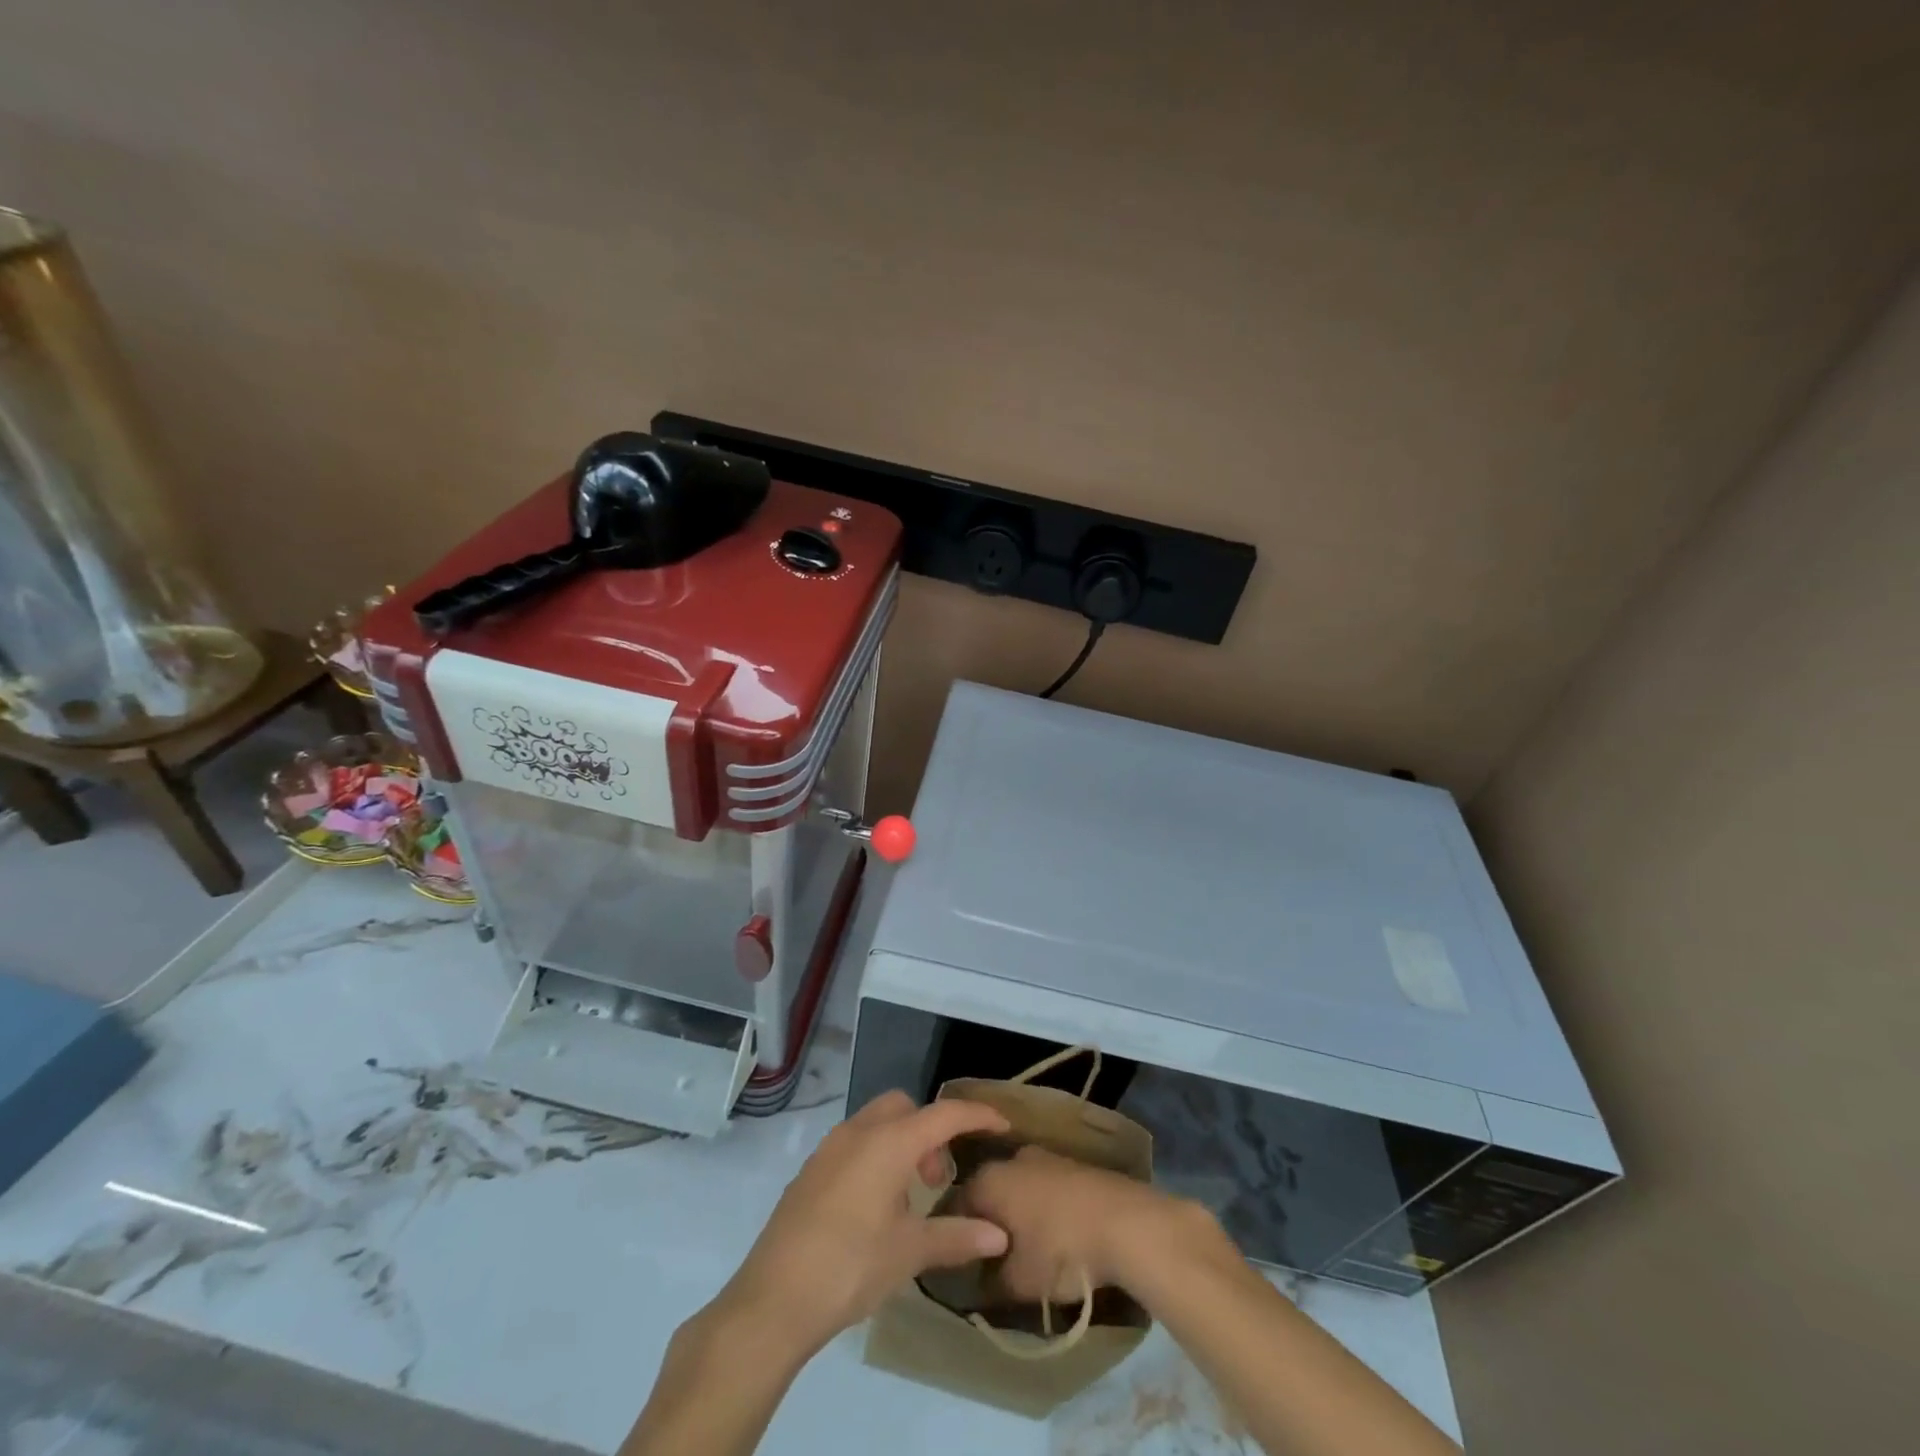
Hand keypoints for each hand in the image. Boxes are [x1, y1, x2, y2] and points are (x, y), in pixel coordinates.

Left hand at [720, 1091, 1012, 1356]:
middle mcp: (859, 1132)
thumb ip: (956, 1236)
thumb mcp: (909, 1253)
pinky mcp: (811, 1169)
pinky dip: (877, 1155)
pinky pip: (855, 1142)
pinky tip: (876, 1206)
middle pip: (906, 1107)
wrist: (772, 1299)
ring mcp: (830, 1148)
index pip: (944, 1114)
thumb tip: (999, 1235)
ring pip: (878, 1122)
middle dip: (932, 1130)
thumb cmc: (850, 1267)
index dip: (977, 1115)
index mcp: (889, 1143)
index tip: (1002, 1125)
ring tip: (911, 1195)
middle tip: (940, 1178)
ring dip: (903, 1142)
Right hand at [956, 1145, 1198, 1302]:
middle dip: (992, 1223)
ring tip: (1031, 1251)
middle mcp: (1013, 1158)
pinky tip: (1060, 1237)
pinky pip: (1049, 1188)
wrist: (1128, 1224)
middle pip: (991, 1193)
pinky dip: (1048, 1210)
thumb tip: (980, 1282)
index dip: (960, 1237)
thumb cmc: (1062, 1250)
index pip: (958, 1206)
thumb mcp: (1017, 1282)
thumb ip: (990, 1283)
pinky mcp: (1077, 1165)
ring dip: (1022, 1215)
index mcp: (989, 1179)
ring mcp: (1048, 1157)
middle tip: (997, 1260)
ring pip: (1022, 1188)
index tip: (965, 1265)